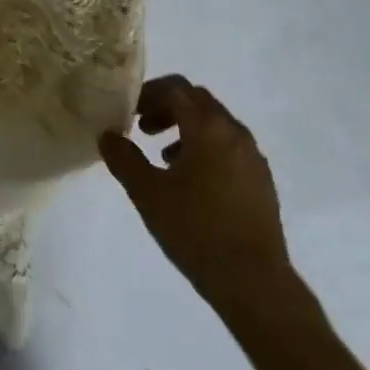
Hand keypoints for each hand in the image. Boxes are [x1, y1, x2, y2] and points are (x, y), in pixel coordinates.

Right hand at [101, 76, 292, 313]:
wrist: (254, 281)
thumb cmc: (196, 231)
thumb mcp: (148, 194)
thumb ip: (124, 159)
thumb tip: (107, 135)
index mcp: (208, 126)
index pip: (176, 88)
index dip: (149, 94)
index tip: (130, 112)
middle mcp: (234, 131)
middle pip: (197, 101)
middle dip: (167, 108)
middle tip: (143, 129)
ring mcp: (252, 155)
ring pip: (215, 124)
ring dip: (186, 129)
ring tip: (163, 157)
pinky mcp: (262, 179)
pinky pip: (229, 146)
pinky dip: (206, 148)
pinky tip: (192, 182)